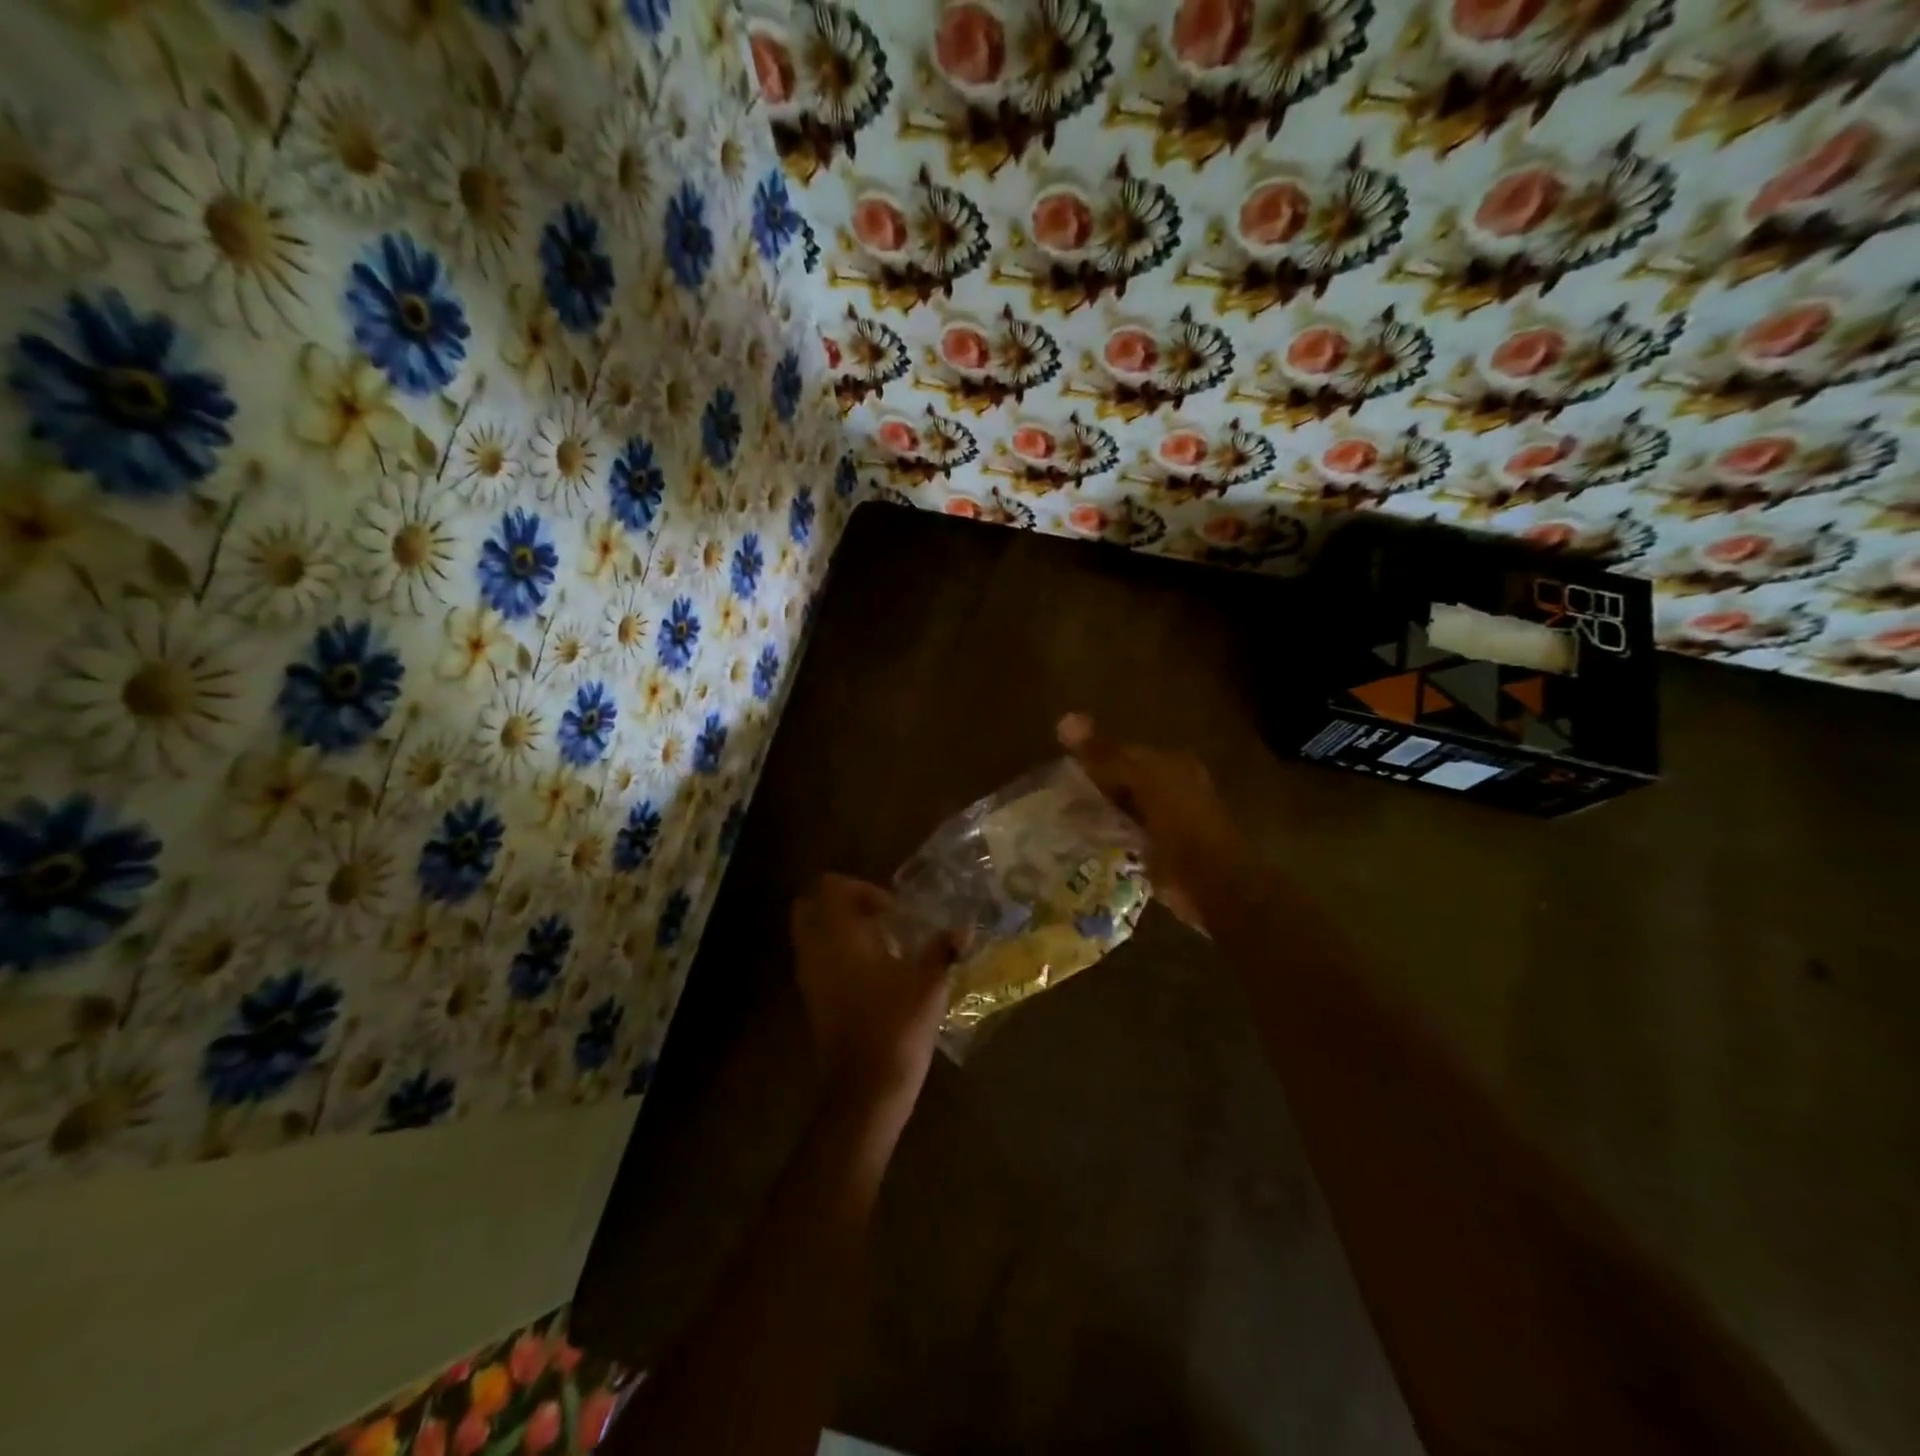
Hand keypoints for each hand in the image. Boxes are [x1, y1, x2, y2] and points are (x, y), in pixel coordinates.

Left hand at [789, 874, 957, 1106]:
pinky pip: (816, 956)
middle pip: (810, 904)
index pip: (829, 888)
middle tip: (879, 915)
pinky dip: (837, 950)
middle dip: (842, 902)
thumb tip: (965, 929)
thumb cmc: (895, 1026)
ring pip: (811, 931)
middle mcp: (816, 950)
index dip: (860, 889)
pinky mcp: (812, 999)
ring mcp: (809, 976)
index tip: (893, 911)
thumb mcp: (928, 984)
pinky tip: (874, 969)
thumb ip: (943, 950)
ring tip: (881, 941)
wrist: (864, 1090)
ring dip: (840, 926)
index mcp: (839, 936)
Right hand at [1057, 713, 1245, 932]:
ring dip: (1099, 815)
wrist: (1215, 884)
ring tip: (1063, 821)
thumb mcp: (1143, 781)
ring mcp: (1169, 822)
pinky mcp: (1163, 853)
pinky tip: (1084, 845)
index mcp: (1172, 765)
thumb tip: (1065, 719)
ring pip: (1123, 810)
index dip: (1092, 758)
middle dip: (1093, 788)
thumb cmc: (1182, 824)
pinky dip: (1108, 839)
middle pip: (1124, 782)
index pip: (1124, 753)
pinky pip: (1126, 838)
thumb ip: (1106, 754)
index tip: (1060, 771)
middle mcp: (1173, 788)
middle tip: (1055, 799)